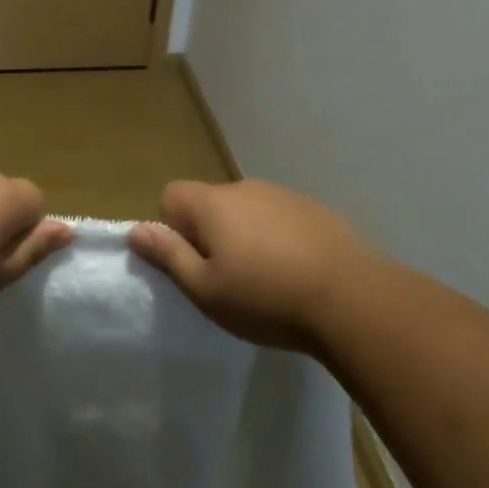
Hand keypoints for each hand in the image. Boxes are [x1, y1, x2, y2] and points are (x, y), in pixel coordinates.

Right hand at [129, 179, 373, 354]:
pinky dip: (280, 238)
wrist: (353, 299)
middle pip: (211, 203)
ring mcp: (283, 195)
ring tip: (267, 280)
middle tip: (229, 279)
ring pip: (248, 211)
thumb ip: (169, 256)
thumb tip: (135, 230)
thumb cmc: (267, 298)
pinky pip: (281, 218)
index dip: (173, 228)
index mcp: (213, 204)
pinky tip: (298, 273)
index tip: (193, 263)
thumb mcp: (207, 291)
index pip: (171, 195)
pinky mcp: (315, 209)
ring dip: (247, 236)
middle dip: (211, 234)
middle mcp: (244, 188)